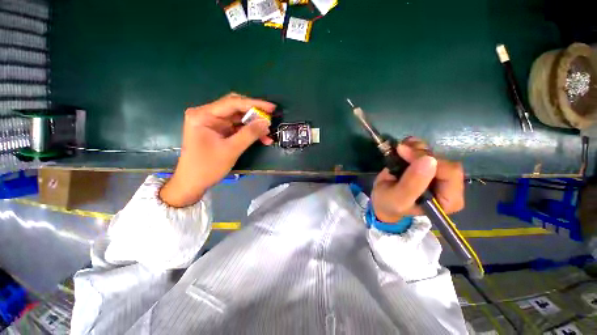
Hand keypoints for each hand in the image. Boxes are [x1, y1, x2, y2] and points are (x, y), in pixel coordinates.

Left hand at [160, 93, 274, 206]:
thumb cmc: (207, 167)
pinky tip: (261, 138)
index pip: (233, 103)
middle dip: (254, 114)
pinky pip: (237, 127)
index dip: (254, 104)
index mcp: (203, 115)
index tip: (272, 108)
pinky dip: (249, 132)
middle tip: (270, 119)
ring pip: (239, 119)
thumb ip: (249, 134)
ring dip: (254, 125)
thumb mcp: (231, 150)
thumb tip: (266, 123)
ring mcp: (213, 123)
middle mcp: (207, 114)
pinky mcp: (218, 131)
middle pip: (236, 108)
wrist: (193, 183)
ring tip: (268, 134)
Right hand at [371, 137, 464, 222]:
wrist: (381, 200)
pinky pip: (426, 148)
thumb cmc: (390, 204)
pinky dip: (413, 144)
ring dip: (415, 147)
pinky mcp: (427, 165)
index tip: (404, 155)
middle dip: (420, 154)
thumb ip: (412, 184)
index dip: (428, 160)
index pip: (450, 173)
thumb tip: (429, 160)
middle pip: (443, 160)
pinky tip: (403, 146)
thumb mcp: (398, 199)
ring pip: (434, 152)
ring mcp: (438, 173)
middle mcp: (448, 185)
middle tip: (400, 151)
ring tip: (399, 149)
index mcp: (448, 199)